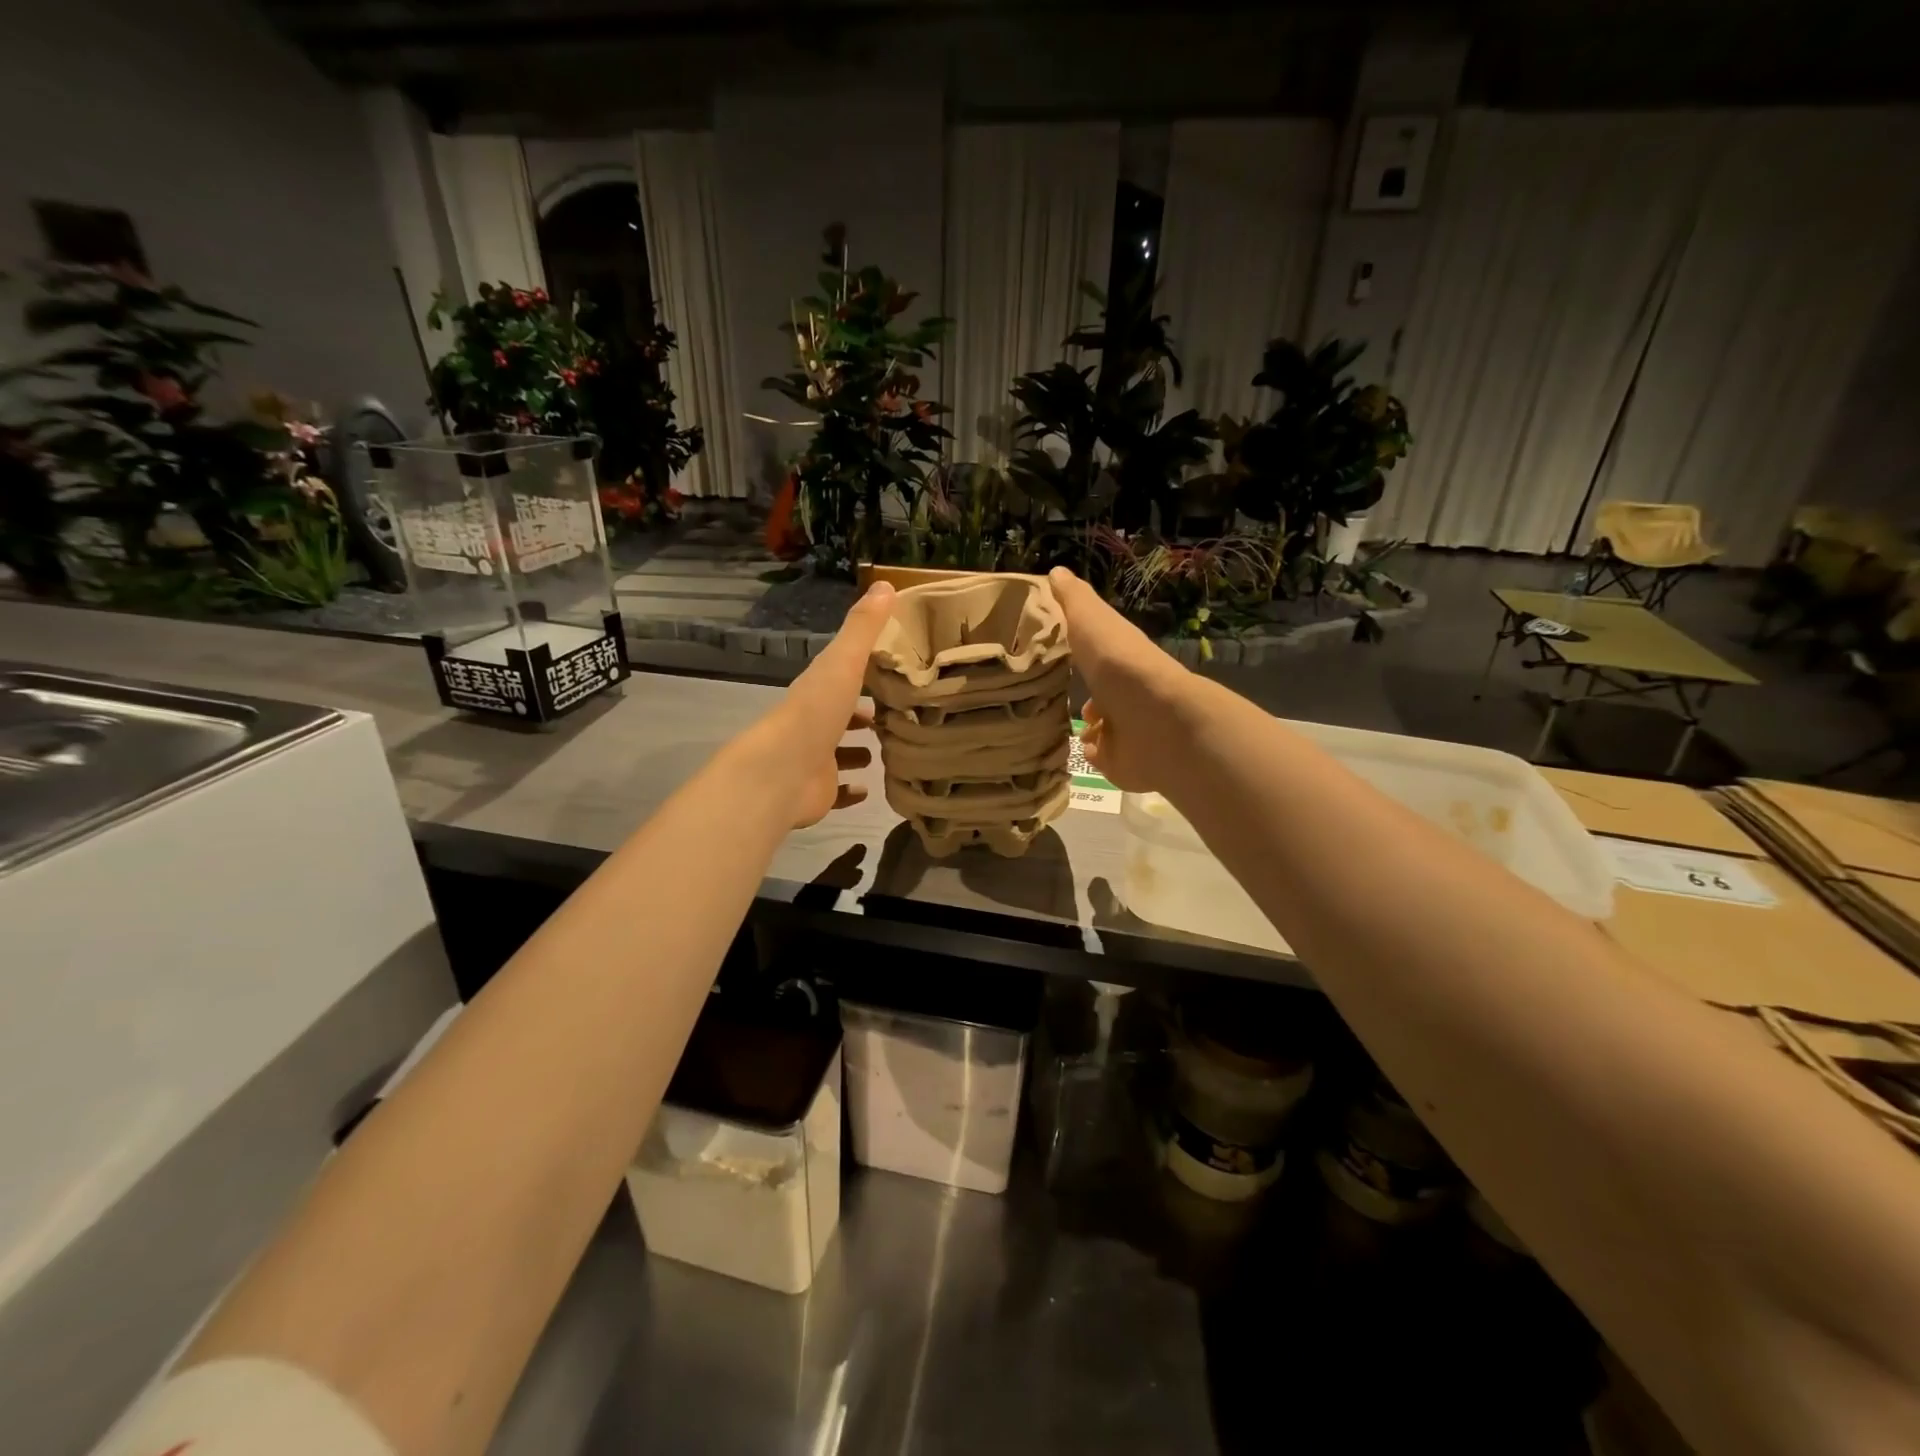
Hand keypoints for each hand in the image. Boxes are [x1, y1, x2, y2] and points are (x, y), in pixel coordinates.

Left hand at [751, 580, 895, 828]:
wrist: (781, 772)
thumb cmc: (815, 713)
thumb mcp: (844, 662)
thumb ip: (863, 627)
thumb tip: (886, 585)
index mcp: (818, 690)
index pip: (842, 676)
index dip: (865, 672)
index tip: (894, 670)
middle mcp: (815, 724)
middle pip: (841, 715)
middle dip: (863, 714)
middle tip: (898, 713)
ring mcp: (815, 760)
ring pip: (840, 752)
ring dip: (858, 750)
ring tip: (890, 748)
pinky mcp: (819, 791)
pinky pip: (838, 790)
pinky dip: (852, 789)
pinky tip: (869, 789)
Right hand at [1049, 566, 1190, 792]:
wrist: (1156, 724)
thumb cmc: (1120, 666)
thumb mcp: (1091, 620)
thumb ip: (1073, 600)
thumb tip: (1056, 571)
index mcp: (1122, 658)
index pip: (1099, 652)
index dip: (1080, 651)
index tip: (1053, 651)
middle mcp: (1127, 693)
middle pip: (1102, 691)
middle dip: (1084, 692)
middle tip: (1052, 692)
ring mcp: (1127, 730)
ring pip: (1102, 726)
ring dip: (1087, 724)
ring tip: (1065, 721)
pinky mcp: (1121, 762)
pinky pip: (1101, 756)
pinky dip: (1091, 750)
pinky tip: (1079, 745)